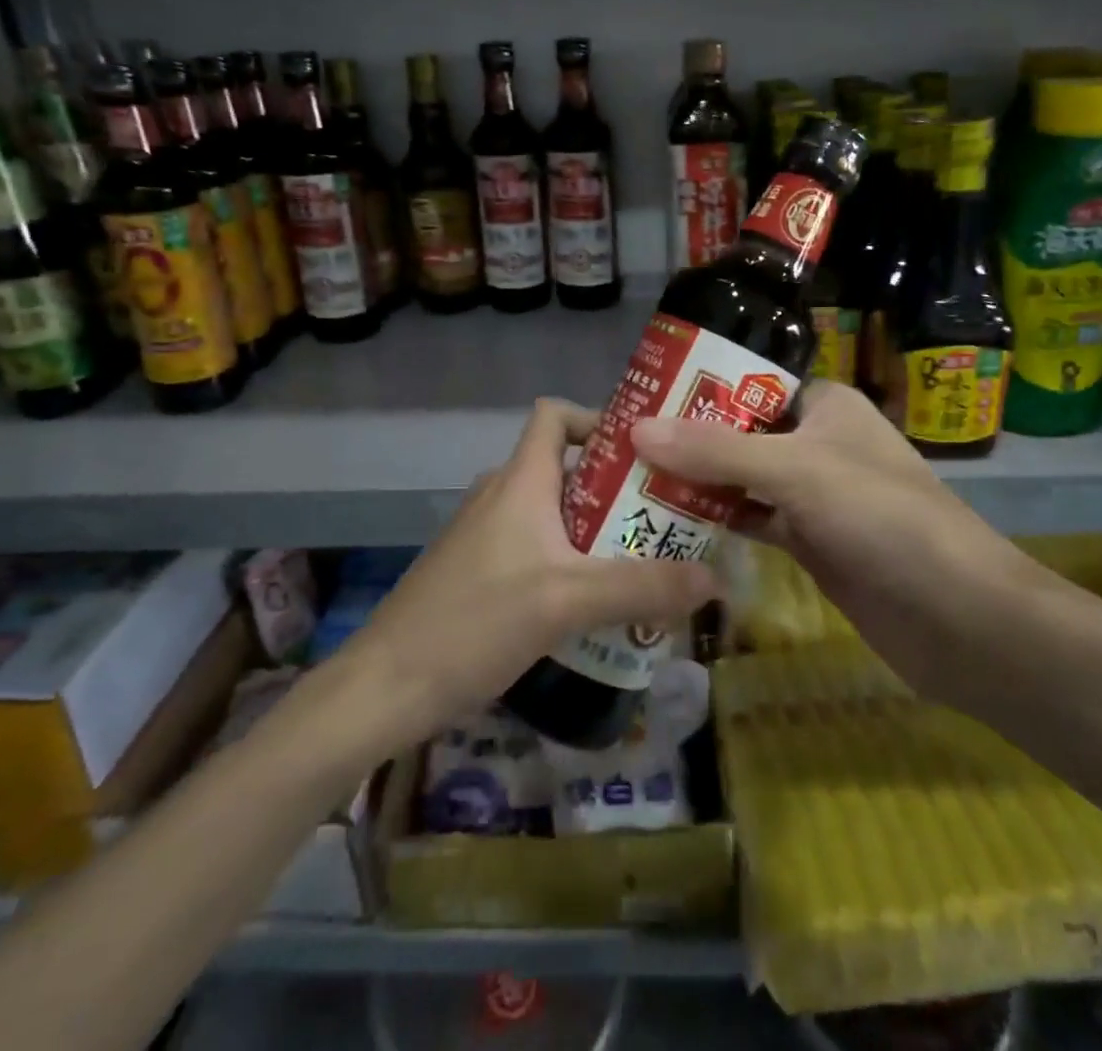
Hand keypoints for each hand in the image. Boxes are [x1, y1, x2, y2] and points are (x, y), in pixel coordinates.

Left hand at [345, 398, 719, 742]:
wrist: (386, 687)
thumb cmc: (475, 622)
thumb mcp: (567, 602)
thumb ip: (642, 587)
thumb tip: (716, 579)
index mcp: (520, 479)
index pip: (555, 414)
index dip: (598, 419)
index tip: (645, 452)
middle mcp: (502, 494)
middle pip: (567, 467)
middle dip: (617, 488)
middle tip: (667, 516)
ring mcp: (487, 534)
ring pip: (555, 513)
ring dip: (598, 530)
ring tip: (646, 560)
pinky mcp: (480, 571)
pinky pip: (538, 548)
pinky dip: (572, 560)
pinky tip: (597, 603)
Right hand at [630, 381, 1046, 699]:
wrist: (956, 617)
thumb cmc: (882, 518)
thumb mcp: (795, 470)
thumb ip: (716, 450)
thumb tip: (636, 429)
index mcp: (826, 405)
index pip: (753, 382)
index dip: (701, 387)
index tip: (644, 395)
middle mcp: (819, 443)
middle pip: (741, 431)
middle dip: (689, 438)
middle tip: (623, 441)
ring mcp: (814, 496)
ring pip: (743, 479)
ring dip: (697, 482)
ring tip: (632, 478)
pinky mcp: (810, 543)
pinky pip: (753, 520)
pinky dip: (718, 520)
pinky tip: (670, 522)